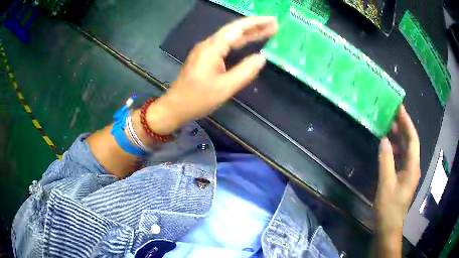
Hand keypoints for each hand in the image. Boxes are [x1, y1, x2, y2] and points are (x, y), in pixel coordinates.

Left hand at [146, 16, 277, 134]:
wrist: (175, 107)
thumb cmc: (198, 99)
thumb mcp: (225, 88)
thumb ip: (245, 71)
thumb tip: (262, 57)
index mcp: (212, 48)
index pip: (237, 29)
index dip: (255, 23)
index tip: (272, 20)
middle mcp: (208, 45)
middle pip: (234, 31)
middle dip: (255, 27)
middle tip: (274, 26)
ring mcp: (205, 51)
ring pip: (230, 38)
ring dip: (248, 34)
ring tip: (267, 32)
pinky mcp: (204, 58)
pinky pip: (225, 45)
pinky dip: (239, 43)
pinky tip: (248, 44)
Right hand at [375, 105, 419, 255]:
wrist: (389, 227)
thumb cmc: (389, 208)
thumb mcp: (386, 184)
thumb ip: (386, 160)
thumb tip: (384, 139)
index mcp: (413, 167)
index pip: (413, 139)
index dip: (407, 122)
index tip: (399, 108)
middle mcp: (413, 167)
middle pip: (411, 142)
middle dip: (403, 127)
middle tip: (392, 114)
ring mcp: (409, 172)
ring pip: (406, 150)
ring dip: (399, 138)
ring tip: (388, 127)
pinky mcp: (403, 177)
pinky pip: (402, 158)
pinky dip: (396, 150)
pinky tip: (388, 148)